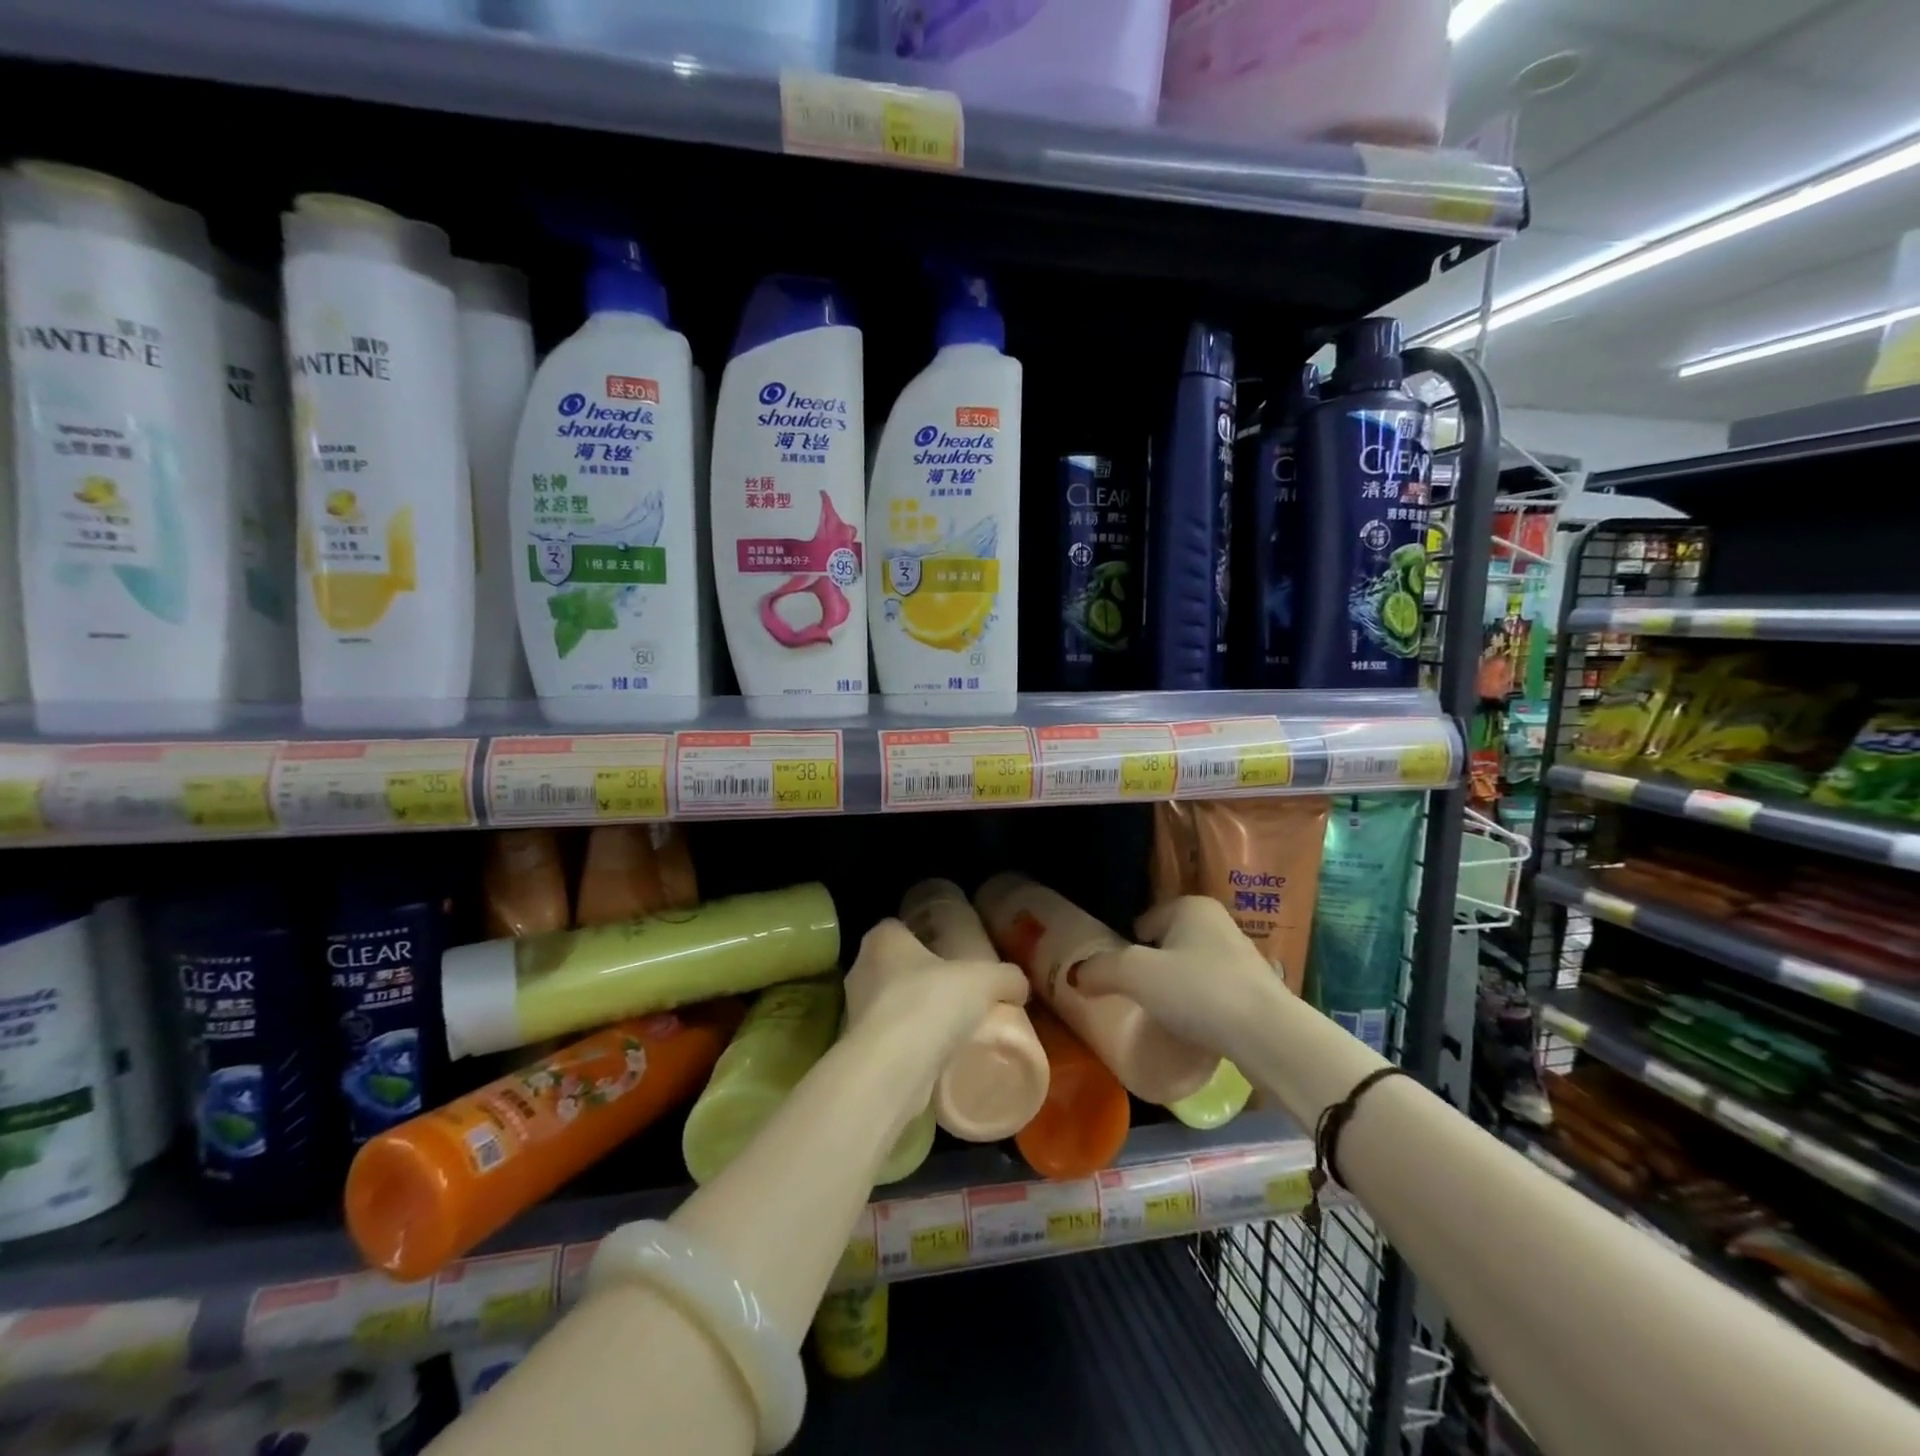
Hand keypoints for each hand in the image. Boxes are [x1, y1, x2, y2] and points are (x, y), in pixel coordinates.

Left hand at [843, 918, 1029, 1059]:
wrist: (892, 1069)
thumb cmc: (931, 1003)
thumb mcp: (985, 980)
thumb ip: (1006, 977)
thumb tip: (1019, 986)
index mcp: (882, 940)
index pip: (899, 928)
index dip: (923, 937)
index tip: (949, 954)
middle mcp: (861, 970)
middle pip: (895, 968)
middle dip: (921, 978)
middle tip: (956, 992)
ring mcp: (855, 1012)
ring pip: (890, 1006)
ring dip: (914, 1015)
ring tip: (951, 1029)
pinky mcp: (860, 1050)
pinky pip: (889, 1040)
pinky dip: (909, 1046)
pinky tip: (936, 1057)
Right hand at [1072, 896, 1288, 1061]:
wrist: (1269, 1036)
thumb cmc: (1197, 990)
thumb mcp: (1136, 975)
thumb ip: (1100, 970)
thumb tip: (1075, 976)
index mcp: (1191, 906)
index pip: (1144, 921)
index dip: (1126, 946)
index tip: (1117, 976)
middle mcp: (1218, 923)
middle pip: (1168, 944)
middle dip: (1152, 968)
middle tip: (1134, 997)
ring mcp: (1241, 957)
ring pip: (1192, 970)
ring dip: (1176, 989)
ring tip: (1160, 1017)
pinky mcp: (1256, 992)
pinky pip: (1212, 994)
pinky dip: (1199, 1008)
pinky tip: (1191, 1030)